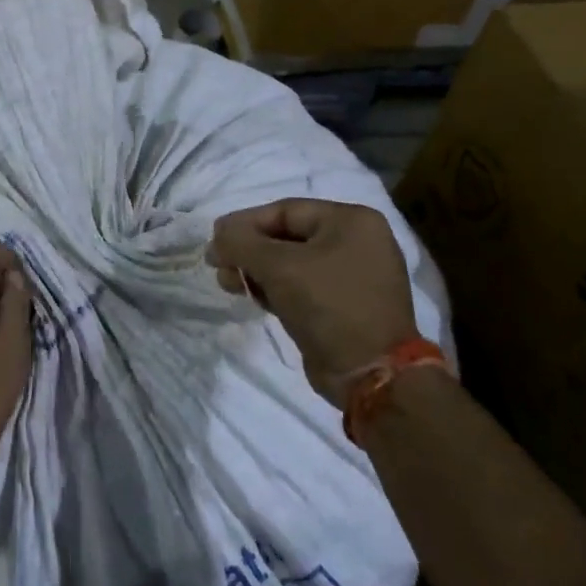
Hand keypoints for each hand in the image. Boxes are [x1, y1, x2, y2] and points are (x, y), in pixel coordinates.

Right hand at [207, 199, 416, 405]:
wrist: (370, 374)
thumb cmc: (327, 304)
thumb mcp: (277, 266)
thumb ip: (241, 243)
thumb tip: (218, 235)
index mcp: (351, 221)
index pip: (285, 211)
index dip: (244, 223)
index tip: (214, 239)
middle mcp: (357, 243)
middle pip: (287, 236)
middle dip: (248, 250)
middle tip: (217, 264)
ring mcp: (353, 276)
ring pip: (292, 263)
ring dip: (256, 271)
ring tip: (226, 283)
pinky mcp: (345, 306)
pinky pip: (302, 287)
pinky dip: (274, 289)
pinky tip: (250, 296)